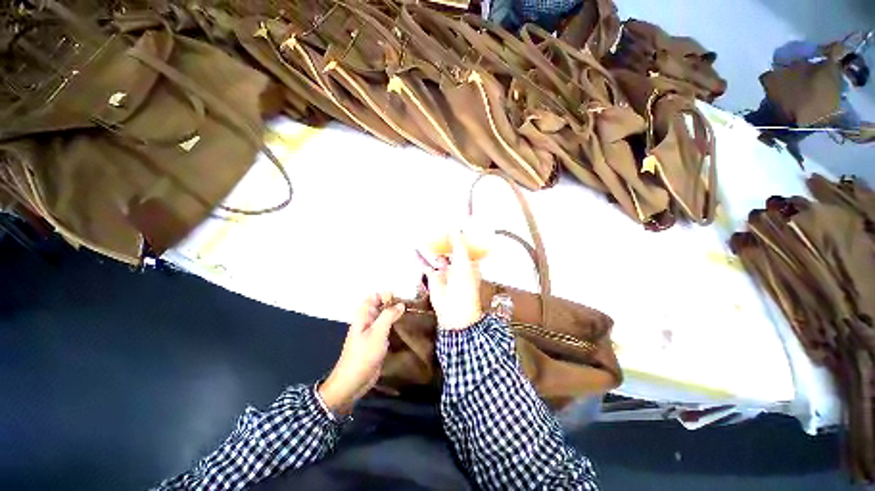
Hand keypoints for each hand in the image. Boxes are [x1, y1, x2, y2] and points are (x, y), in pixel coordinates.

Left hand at [319, 293, 404, 415]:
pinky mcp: (378, 341)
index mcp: (363, 315)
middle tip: (410, 307)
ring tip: (411, 314)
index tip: (400, 299)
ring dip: (396, 315)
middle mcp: (367, 320)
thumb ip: (389, 315)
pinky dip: (396, 325)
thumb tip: (400, 304)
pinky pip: (388, 328)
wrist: (353, 382)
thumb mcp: (377, 332)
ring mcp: (373, 331)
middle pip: (381, 306)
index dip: (386, 295)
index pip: (374, 296)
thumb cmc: (363, 355)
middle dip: (394, 304)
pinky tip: (407, 327)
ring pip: (386, 317)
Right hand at [424, 231, 483, 330]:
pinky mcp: (433, 277)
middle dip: (443, 239)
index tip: (453, 222)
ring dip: (432, 246)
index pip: (464, 245)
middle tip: (435, 225)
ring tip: (425, 233)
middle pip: (449, 248)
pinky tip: (415, 249)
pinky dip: (421, 258)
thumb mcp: (463, 262)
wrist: (454, 311)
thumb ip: (458, 244)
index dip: (459, 235)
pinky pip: (426, 264)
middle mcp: (457, 265)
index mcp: (469, 261)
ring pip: (437, 255)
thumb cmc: (465, 287)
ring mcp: (445, 271)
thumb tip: (455, 227)